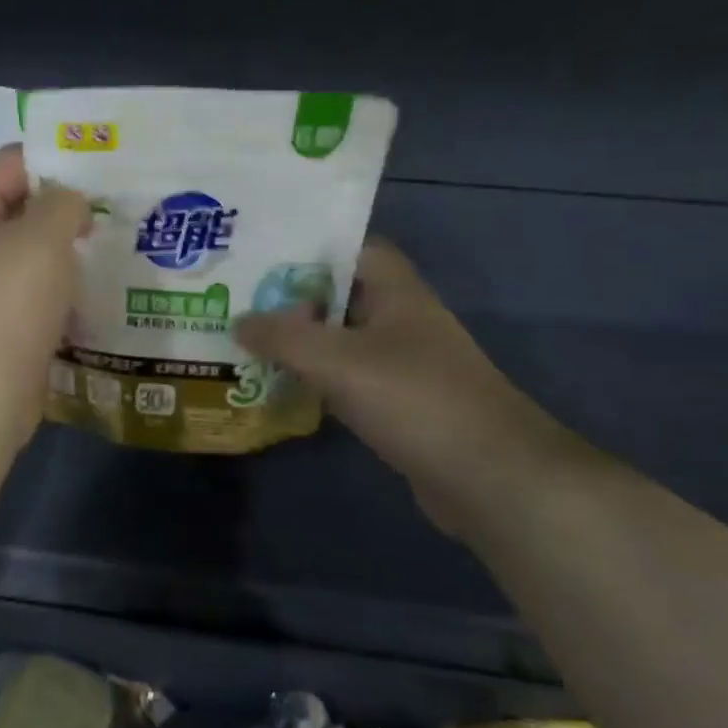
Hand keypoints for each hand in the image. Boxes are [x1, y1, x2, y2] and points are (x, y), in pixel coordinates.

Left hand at [0, 144, 90, 444]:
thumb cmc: (6, 302)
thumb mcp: (41, 236)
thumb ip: (63, 203)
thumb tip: (71, 202)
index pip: (13, 162)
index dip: (57, 157)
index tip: (105, 165)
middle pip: (24, 208)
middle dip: (70, 206)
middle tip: (121, 205)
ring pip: (35, 255)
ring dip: (71, 250)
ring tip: (120, 243)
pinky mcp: (3, 325)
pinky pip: (39, 294)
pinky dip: (66, 289)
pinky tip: (102, 290)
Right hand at [235, 241, 579, 536]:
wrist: (490, 478)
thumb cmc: (415, 399)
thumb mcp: (338, 360)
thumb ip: (283, 337)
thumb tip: (238, 322)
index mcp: (397, 293)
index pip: (353, 250)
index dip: (309, 249)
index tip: (261, 258)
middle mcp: (402, 321)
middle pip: (340, 297)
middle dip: (292, 300)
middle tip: (237, 303)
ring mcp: (403, 366)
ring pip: (341, 342)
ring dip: (301, 344)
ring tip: (246, 342)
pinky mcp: (400, 406)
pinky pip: (348, 381)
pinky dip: (317, 381)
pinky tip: (281, 388)